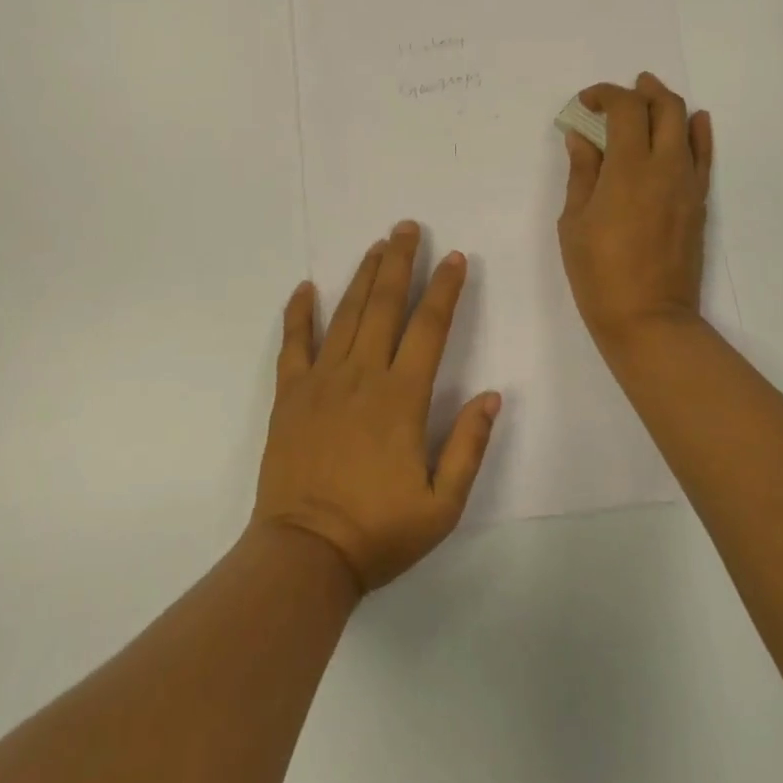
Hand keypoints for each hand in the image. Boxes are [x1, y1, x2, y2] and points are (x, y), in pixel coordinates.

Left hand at [253, 222, 501, 592]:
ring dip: (362, 276)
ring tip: (375, 246)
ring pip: (344, 315)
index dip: (444, 289)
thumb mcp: (442, 504)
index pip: (429, 328)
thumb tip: (492, 395)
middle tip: (406, 227)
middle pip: (383, 306)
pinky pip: (293, 344)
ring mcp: (321, 381)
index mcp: (402, 397)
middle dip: (399, 262)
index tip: (454, 257)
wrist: (305, 555)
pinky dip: (298, 313)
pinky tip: (304, 288)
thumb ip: (468, 446)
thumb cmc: (378, 531)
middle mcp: (362, 376)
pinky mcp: (289, 395)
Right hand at [557, 72, 713, 360]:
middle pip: (664, 106)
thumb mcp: (575, 220)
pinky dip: (698, 132)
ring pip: (687, 125)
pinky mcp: (699, 202)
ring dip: (667, 105)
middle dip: (641, 91)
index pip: (625, 108)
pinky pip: (704, 156)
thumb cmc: (599, 272)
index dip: (604, 94)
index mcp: (629, 167)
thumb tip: (582, 138)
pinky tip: (693, 123)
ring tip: (649, 99)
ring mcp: (688, 184)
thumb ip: (582, 172)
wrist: (649, 318)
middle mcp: (666, 166)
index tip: (585, 103)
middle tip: (619, 94)